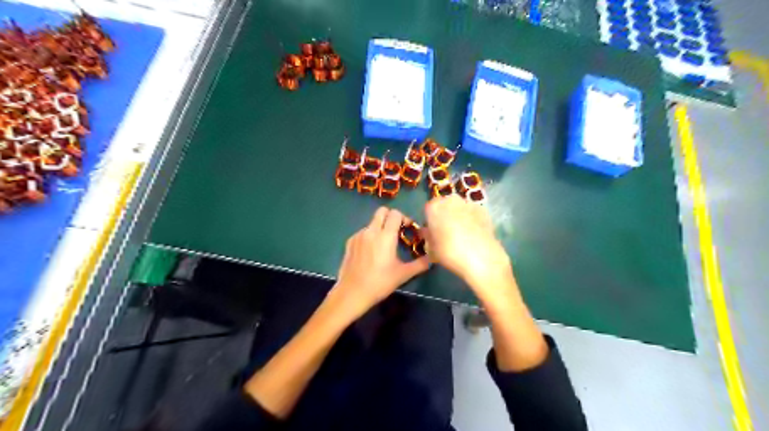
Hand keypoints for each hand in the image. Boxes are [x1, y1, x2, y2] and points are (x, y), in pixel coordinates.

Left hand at [331, 208, 429, 316]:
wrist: (352, 292)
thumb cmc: (380, 283)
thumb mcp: (403, 274)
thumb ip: (420, 264)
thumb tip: (432, 258)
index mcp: (385, 236)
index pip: (395, 214)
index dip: (404, 218)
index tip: (408, 230)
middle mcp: (371, 231)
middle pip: (382, 211)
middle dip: (391, 217)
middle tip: (397, 231)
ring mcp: (358, 235)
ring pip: (372, 222)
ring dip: (380, 227)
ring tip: (384, 245)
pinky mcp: (350, 242)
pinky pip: (363, 232)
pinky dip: (370, 236)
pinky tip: (371, 253)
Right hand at [423, 195, 511, 299]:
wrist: (481, 257)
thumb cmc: (449, 252)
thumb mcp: (431, 249)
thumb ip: (428, 237)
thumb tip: (429, 233)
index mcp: (434, 207)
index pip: (429, 208)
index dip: (430, 219)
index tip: (432, 231)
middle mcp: (451, 200)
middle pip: (445, 205)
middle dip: (445, 216)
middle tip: (446, 232)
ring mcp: (469, 204)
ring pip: (460, 208)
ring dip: (459, 217)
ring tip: (462, 235)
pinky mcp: (483, 210)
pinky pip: (473, 213)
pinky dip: (472, 220)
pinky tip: (474, 235)